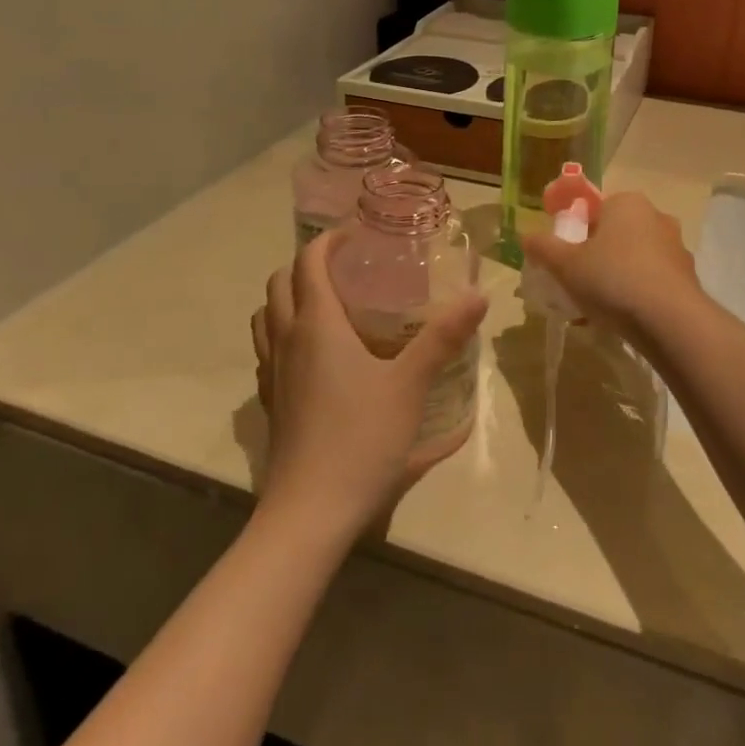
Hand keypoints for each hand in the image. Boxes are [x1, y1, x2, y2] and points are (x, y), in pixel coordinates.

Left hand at [251, 231, 486, 542]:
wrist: (310, 511)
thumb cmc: (361, 438)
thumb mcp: (411, 384)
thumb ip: (444, 337)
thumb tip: (479, 294)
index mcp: (317, 325)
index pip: (309, 262)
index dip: (328, 240)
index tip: (356, 234)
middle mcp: (287, 340)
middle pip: (279, 283)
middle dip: (306, 264)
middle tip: (345, 266)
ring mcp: (272, 373)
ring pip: (265, 317)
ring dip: (288, 297)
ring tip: (325, 303)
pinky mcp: (270, 402)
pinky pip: (267, 351)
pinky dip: (282, 335)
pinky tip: (312, 356)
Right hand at [521, 191, 704, 343]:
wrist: (671, 322)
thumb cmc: (613, 280)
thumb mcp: (566, 264)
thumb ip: (543, 247)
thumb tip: (525, 236)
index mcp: (627, 203)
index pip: (593, 208)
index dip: (573, 230)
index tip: (561, 256)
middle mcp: (656, 217)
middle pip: (613, 234)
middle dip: (592, 256)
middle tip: (573, 281)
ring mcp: (675, 248)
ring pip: (632, 259)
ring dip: (612, 277)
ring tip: (591, 307)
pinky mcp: (687, 278)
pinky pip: (650, 281)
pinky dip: (633, 294)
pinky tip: (617, 319)